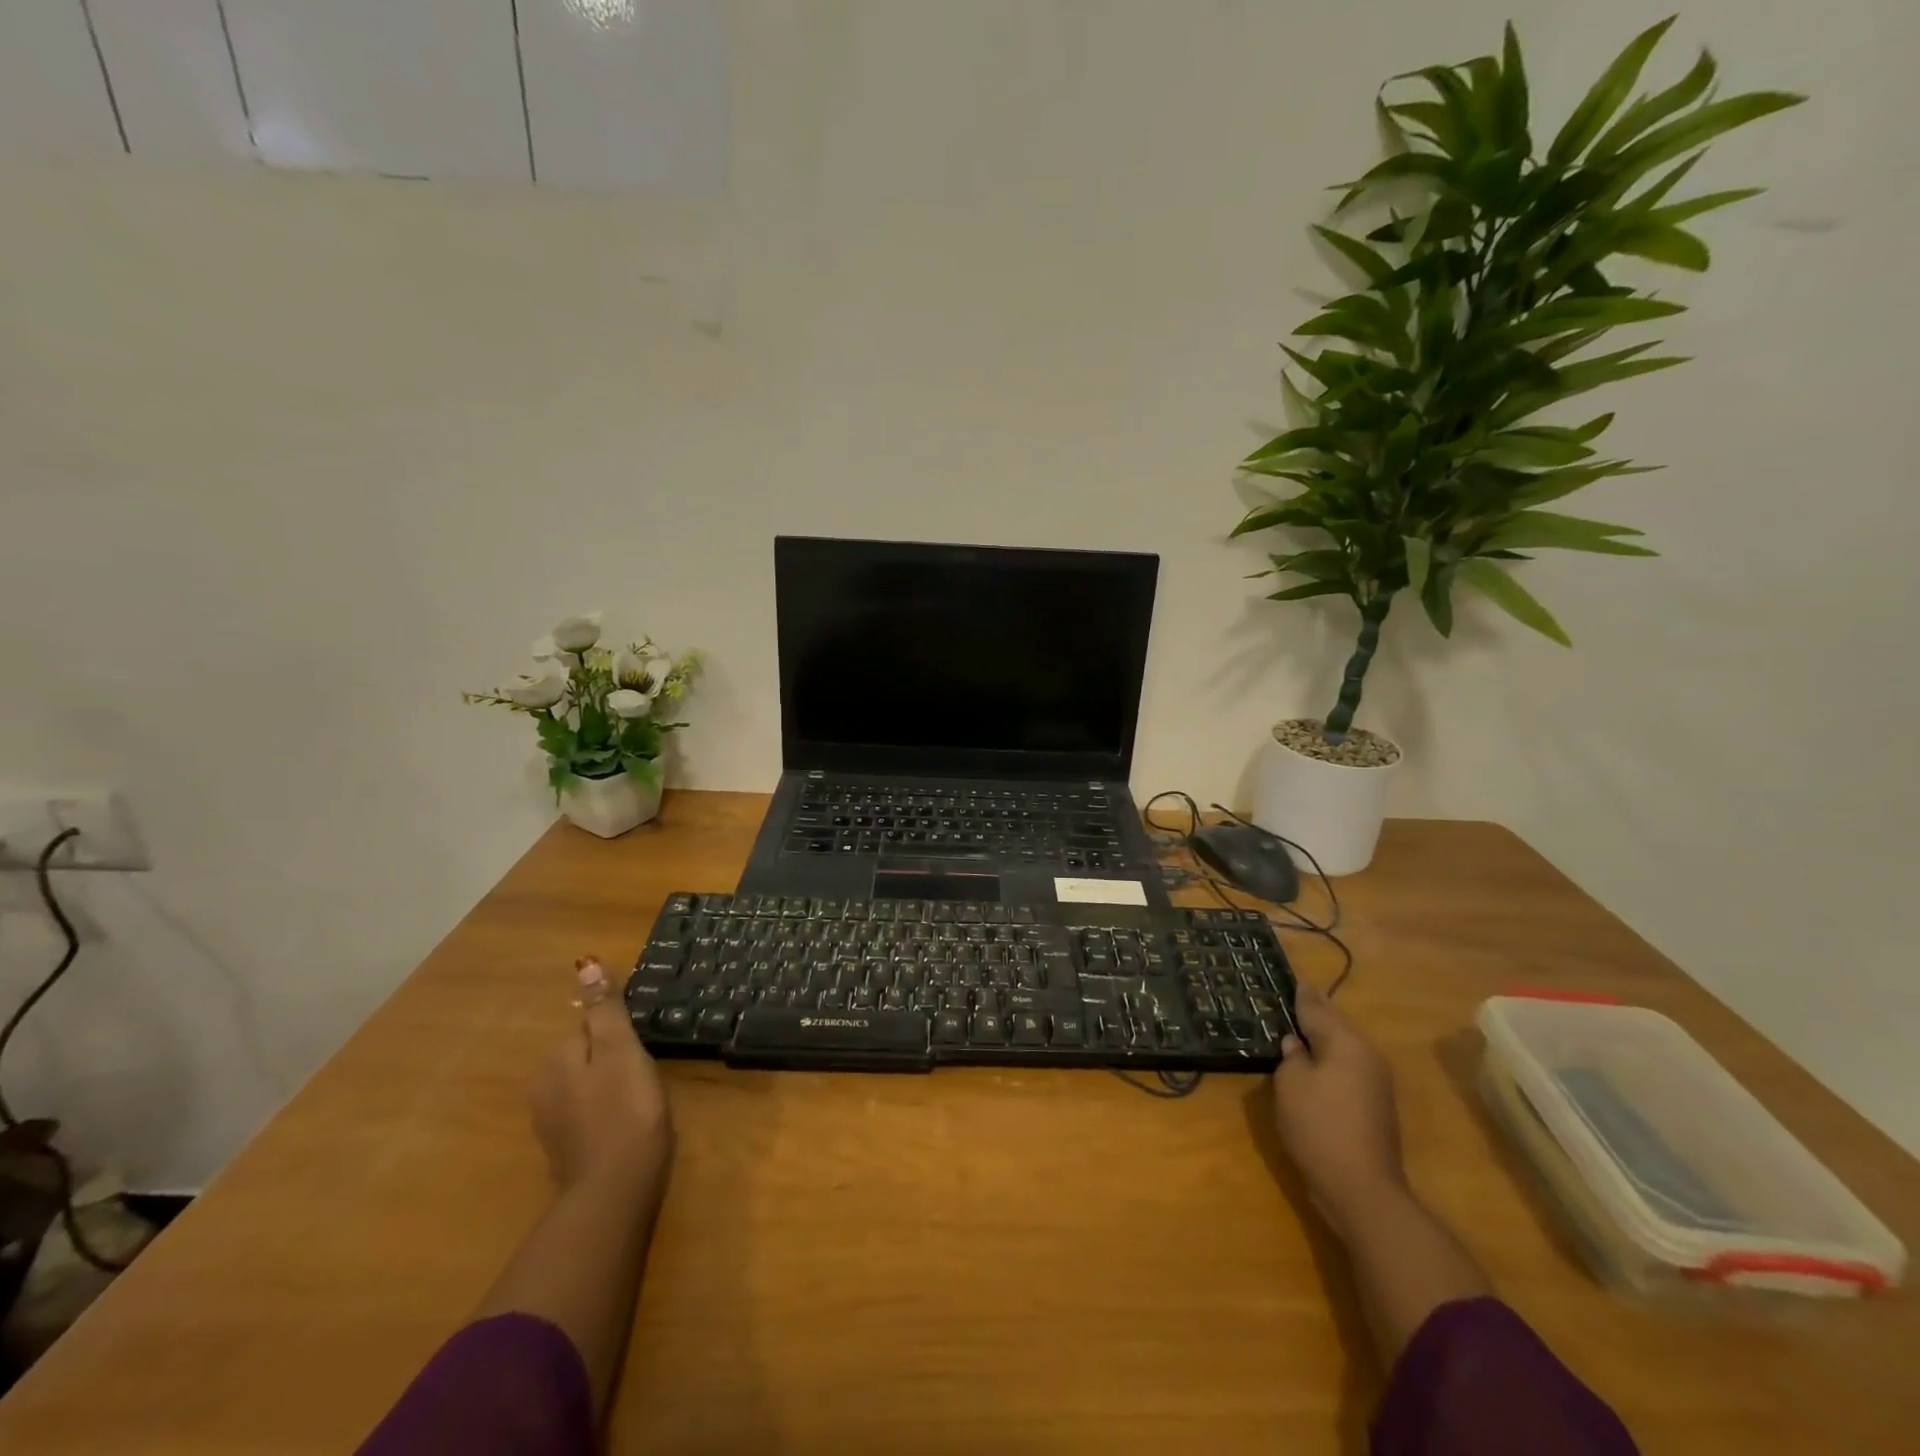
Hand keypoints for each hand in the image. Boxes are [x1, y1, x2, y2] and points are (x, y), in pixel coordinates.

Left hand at [530, 995, 672, 1191]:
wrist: (617, 1189)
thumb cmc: (626, 1109)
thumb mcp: (621, 1050)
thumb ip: (604, 1009)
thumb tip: (585, 963)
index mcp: (555, 1060)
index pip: (589, 1025)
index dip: (620, 1033)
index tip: (642, 1049)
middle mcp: (542, 1088)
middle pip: (586, 1054)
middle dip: (613, 1057)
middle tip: (645, 1073)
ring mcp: (551, 1123)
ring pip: (586, 1084)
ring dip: (611, 1084)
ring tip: (641, 1097)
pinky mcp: (565, 1149)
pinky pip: (588, 1112)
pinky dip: (606, 1111)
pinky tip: (627, 1122)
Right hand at [1269, 984, 1405, 1233]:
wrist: (1361, 1190)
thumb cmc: (1319, 1127)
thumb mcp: (1291, 1084)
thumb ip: (1291, 1056)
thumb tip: (1296, 1044)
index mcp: (1347, 1044)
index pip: (1318, 1009)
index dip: (1301, 995)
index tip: (1292, 979)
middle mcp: (1367, 1057)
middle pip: (1335, 1026)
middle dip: (1314, 1013)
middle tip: (1292, 997)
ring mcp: (1374, 1084)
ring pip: (1342, 1048)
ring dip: (1321, 1038)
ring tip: (1296, 1027)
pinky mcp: (1373, 1107)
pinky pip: (1346, 1069)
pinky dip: (1328, 1061)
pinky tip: (1310, 1064)